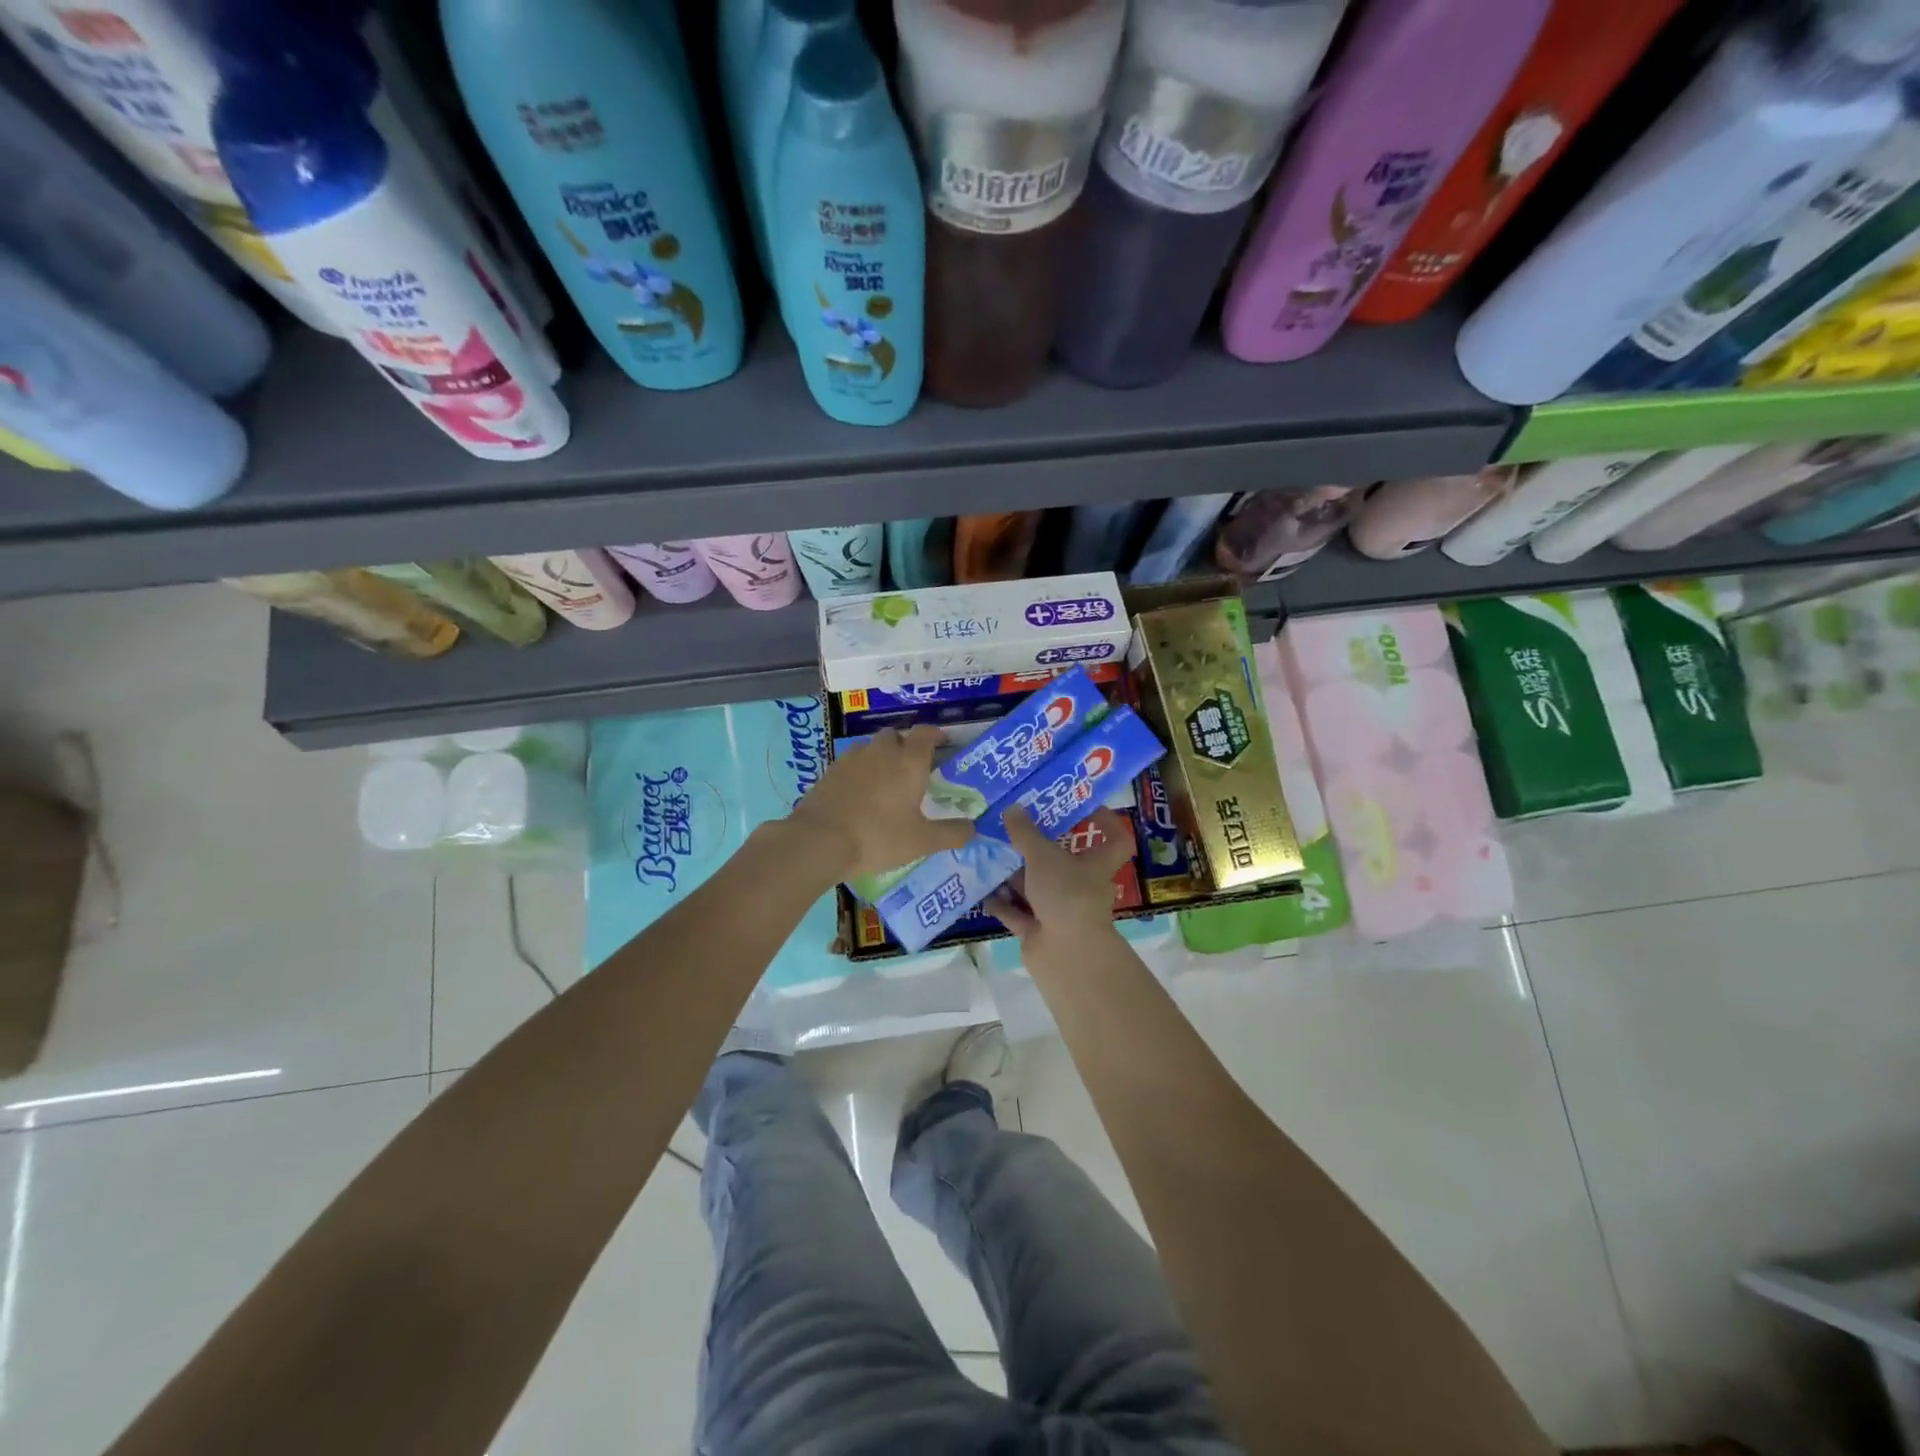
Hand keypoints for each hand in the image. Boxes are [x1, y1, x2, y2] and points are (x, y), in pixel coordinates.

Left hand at [788, 724, 970, 880]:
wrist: (819, 840)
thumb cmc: (879, 836)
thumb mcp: (922, 841)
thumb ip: (951, 833)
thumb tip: (973, 828)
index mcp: (909, 761)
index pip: (926, 733)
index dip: (936, 735)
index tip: (943, 743)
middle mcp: (882, 751)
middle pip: (897, 736)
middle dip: (906, 745)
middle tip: (913, 768)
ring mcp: (852, 758)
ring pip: (872, 748)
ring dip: (881, 757)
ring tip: (886, 781)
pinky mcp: (830, 771)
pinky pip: (851, 763)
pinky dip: (860, 772)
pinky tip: (860, 794)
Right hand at [987, 806, 1131, 944]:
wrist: (1066, 954)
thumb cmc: (1067, 894)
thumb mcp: (1043, 856)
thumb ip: (1025, 833)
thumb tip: (1012, 807)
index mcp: (1096, 864)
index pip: (1114, 838)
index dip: (1105, 821)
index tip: (1084, 807)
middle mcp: (1080, 885)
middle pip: (1062, 861)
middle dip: (1038, 847)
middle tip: (1014, 826)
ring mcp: (1059, 909)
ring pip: (1035, 886)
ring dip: (1013, 874)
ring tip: (988, 852)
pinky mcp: (1038, 930)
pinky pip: (1017, 911)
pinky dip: (1001, 901)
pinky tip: (981, 887)